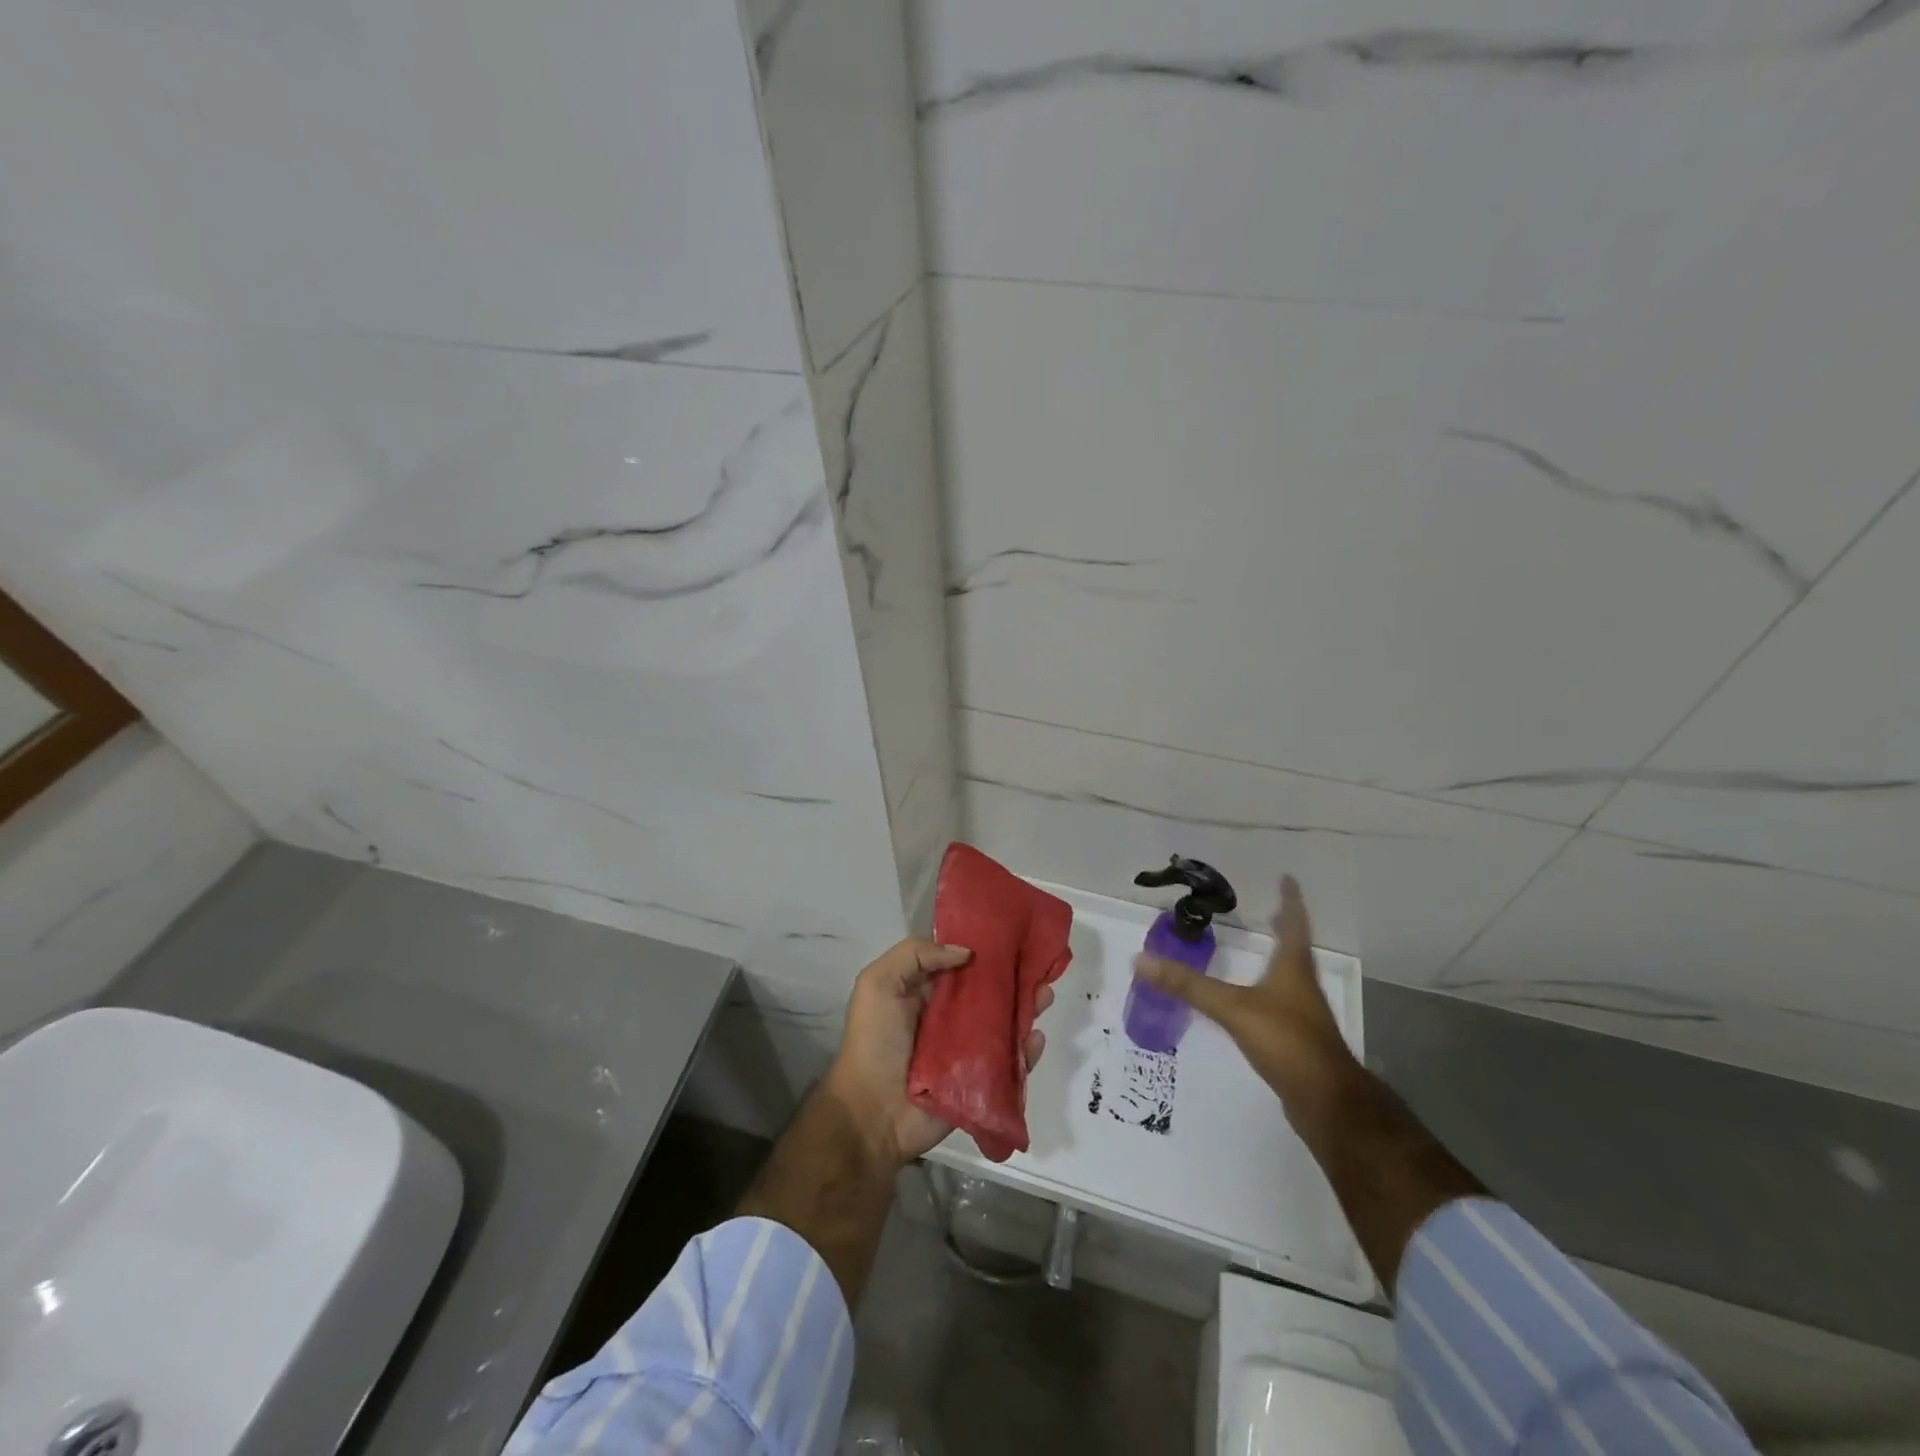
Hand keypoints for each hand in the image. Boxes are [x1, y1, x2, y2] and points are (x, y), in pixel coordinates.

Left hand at [826, 938, 1053, 1165]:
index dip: (984, 950)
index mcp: (926, 992)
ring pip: (1005, 1023)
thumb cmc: (874, 1042)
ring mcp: (968, 1050)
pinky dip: (1027, 1050)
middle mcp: (950, 1018)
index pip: (961, 964)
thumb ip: (915, 955)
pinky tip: (1036, 1038)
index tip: (1011, 935)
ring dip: (1027, 1008)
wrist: (873, 1113)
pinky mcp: (981, 1081)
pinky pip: (1010, 1062)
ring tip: (1045, 995)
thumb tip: (966, 952)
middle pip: (989, 992)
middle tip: (1037, 968)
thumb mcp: (878, 983)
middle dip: (1014, 978)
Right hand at [1136, 875, 1358, 1119]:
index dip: (1290, 901)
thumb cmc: (1287, 1042)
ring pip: (1290, 976)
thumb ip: (1188, 986)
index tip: (1288, 879)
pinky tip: (1255, 999)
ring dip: (1278, 958)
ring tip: (1261, 948)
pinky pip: (1282, 1003)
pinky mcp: (1298, 1040)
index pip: (1294, 924)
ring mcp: (1303, 1014)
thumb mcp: (1233, 1008)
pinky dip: (1270, 989)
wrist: (1327, 1102)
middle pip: (1295, 949)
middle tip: (1271, 910)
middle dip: (1284, 928)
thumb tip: (1141, 960)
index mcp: (1293, 968)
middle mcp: (1302, 986)